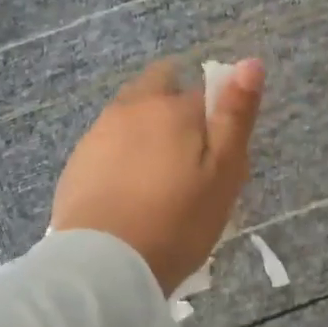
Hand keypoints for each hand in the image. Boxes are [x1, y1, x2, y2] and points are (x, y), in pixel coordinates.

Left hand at [52, 59, 264, 294]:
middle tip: (188, 160)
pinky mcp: (77, 162)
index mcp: (172, 107)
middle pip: (159, 88)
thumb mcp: (223, 172)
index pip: (204, 92)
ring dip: (146, 133)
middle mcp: (131, 107)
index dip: (216, 118)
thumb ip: (235, 115)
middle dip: (174, 107)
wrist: (104, 264)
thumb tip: (250, 62)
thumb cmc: (177, 221)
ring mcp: (99, 133)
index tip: (219, 155)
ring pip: (130, 116)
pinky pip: (108, 145)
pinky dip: (121, 157)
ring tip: (158, 183)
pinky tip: (128, 194)